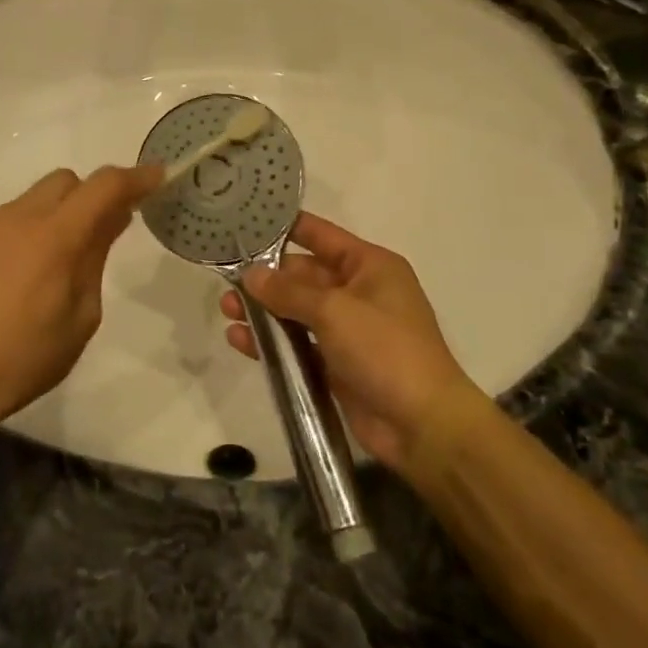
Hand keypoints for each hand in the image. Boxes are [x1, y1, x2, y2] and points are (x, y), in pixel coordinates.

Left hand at [0, 164, 162, 433]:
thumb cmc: (25, 358)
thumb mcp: (81, 317)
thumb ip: (96, 259)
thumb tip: (111, 221)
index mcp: (55, 236)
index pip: (105, 186)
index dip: (135, 178)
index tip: (156, 178)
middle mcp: (16, 218)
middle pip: (63, 181)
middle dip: (88, 197)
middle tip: (95, 235)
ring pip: (26, 202)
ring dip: (47, 219)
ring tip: (42, 270)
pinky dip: (11, 240)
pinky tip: (2, 283)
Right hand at [220, 212, 470, 473]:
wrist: (422, 425)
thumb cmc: (385, 350)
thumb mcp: (335, 311)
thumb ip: (289, 291)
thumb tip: (251, 274)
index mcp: (370, 266)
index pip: (321, 235)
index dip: (286, 228)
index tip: (246, 222)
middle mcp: (359, 292)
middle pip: (304, 275)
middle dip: (266, 277)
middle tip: (225, 279)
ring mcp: (348, 330)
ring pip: (297, 311)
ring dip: (264, 310)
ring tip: (227, 311)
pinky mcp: (336, 364)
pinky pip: (297, 344)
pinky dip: (271, 341)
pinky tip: (240, 340)